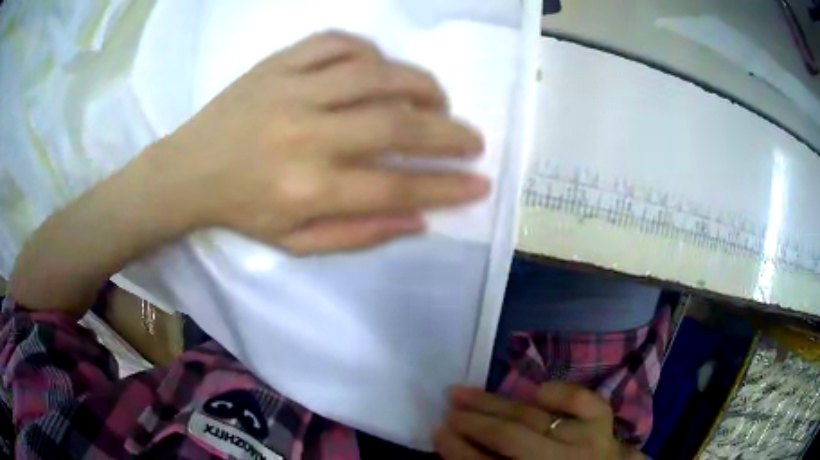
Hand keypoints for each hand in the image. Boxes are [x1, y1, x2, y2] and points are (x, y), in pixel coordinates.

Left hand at [153, 31, 487, 254]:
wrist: (188, 170)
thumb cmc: (242, 210)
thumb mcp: (295, 243)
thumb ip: (358, 235)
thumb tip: (418, 220)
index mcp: (308, 189)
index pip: (396, 186)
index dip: (446, 186)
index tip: (480, 183)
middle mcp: (305, 135)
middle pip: (396, 124)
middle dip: (448, 133)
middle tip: (474, 139)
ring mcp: (291, 90)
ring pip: (375, 73)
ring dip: (420, 85)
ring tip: (437, 100)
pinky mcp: (277, 63)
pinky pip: (337, 43)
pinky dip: (370, 51)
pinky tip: (380, 68)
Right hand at [434, 382, 626, 458]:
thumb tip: (455, 442)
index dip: (457, 449)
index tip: (436, 431)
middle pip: (509, 437)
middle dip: (472, 422)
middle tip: (448, 407)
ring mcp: (586, 438)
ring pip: (535, 415)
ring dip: (496, 402)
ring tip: (467, 392)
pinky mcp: (603, 420)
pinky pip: (579, 399)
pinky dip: (556, 391)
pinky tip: (536, 391)